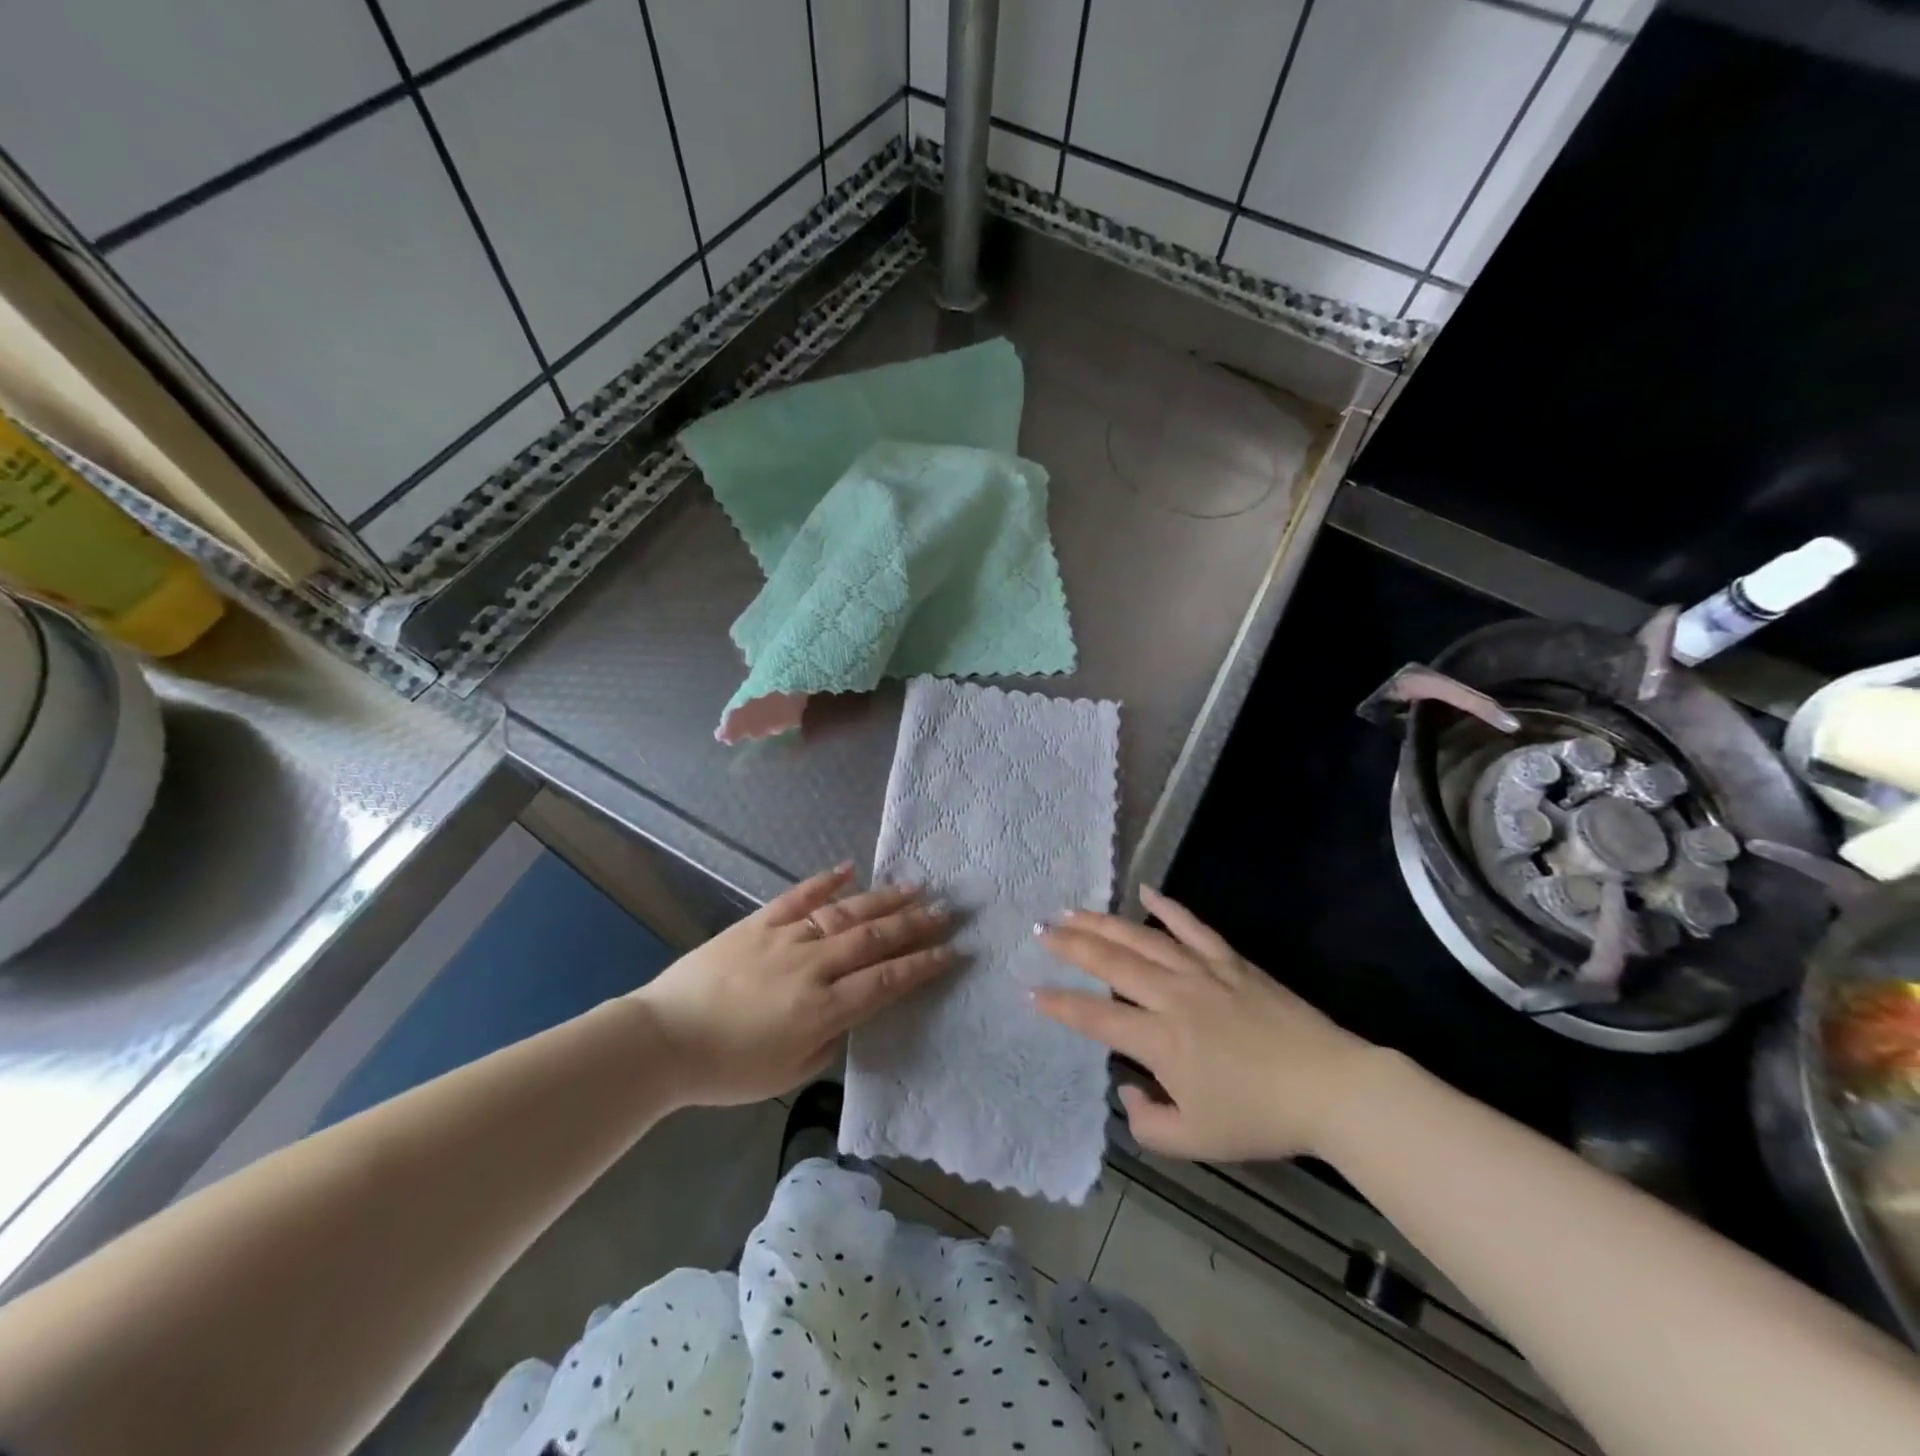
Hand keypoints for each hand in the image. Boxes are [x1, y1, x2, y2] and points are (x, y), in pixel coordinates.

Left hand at [634, 864, 954, 1106]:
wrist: (662, 1040)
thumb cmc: (727, 1069)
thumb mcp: (789, 1073)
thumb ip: (829, 1039)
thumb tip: (851, 1010)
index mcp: (822, 1008)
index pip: (886, 980)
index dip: (922, 965)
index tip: (952, 950)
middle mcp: (812, 966)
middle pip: (873, 939)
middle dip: (915, 925)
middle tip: (947, 910)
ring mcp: (784, 938)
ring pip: (844, 913)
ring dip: (883, 899)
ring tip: (915, 886)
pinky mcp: (758, 922)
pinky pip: (797, 896)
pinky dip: (826, 880)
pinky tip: (850, 868)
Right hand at [1033, 886, 1375, 1161]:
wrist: (1331, 1088)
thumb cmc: (1260, 1117)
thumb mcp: (1197, 1141)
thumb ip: (1148, 1123)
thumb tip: (1126, 1092)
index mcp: (1160, 1040)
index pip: (1094, 1016)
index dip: (1058, 1004)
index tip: (1029, 991)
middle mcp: (1172, 995)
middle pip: (1110, 962)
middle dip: (1070, 945)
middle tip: (1039, 930)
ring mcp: (1202, 971)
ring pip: (1141, 938)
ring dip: (1102, 922)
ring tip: (1072, 910)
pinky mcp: (1230, 961)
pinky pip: (1192, 926)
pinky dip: (1167, 907)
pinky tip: (1146, 891)